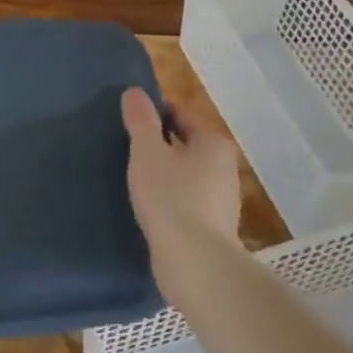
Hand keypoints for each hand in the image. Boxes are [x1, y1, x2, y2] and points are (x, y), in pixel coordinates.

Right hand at [119, 87, 241, 266]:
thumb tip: (134, 92)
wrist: (194, 260)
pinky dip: (170, 197)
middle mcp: (224, 166)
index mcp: (213, 143)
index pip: (181, 116)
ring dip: (164, 173)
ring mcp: (222, 198)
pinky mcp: (213, 225)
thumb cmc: (170, 196)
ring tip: (134, 178)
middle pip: (186, 145)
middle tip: (127, 149)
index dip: (154, 115)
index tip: (129, 123)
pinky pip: (186, 199)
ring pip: (186, 174)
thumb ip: (141, 121)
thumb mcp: (147, 152)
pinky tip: (149, 205)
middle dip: (160, 145)